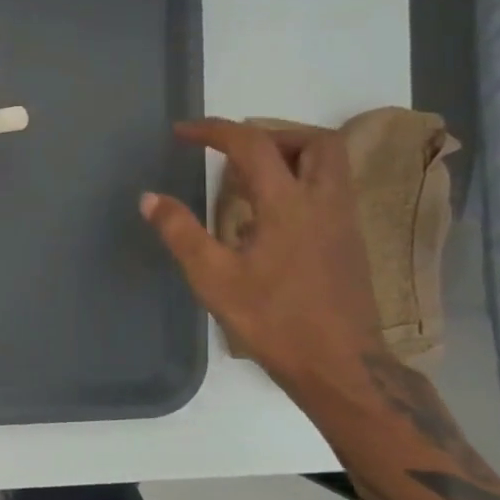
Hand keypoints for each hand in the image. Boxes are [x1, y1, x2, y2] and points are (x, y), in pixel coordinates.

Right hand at [139, 118, 384, 394]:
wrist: (340, 367)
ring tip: (247, 178)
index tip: (183, 133)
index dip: (215, 131)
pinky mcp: (349, 243)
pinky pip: (328, 190)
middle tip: (233, 151)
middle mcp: (324, 203)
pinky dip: (298, 181)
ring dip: (289, 155)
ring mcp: (343, 223)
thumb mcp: (214, 278)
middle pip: (315, 141)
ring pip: (329, 164)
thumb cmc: (274, 321)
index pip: (253, 145)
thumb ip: (180, 232)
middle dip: (271, 134)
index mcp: (289, 205)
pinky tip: (268, 214)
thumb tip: (150, 198)